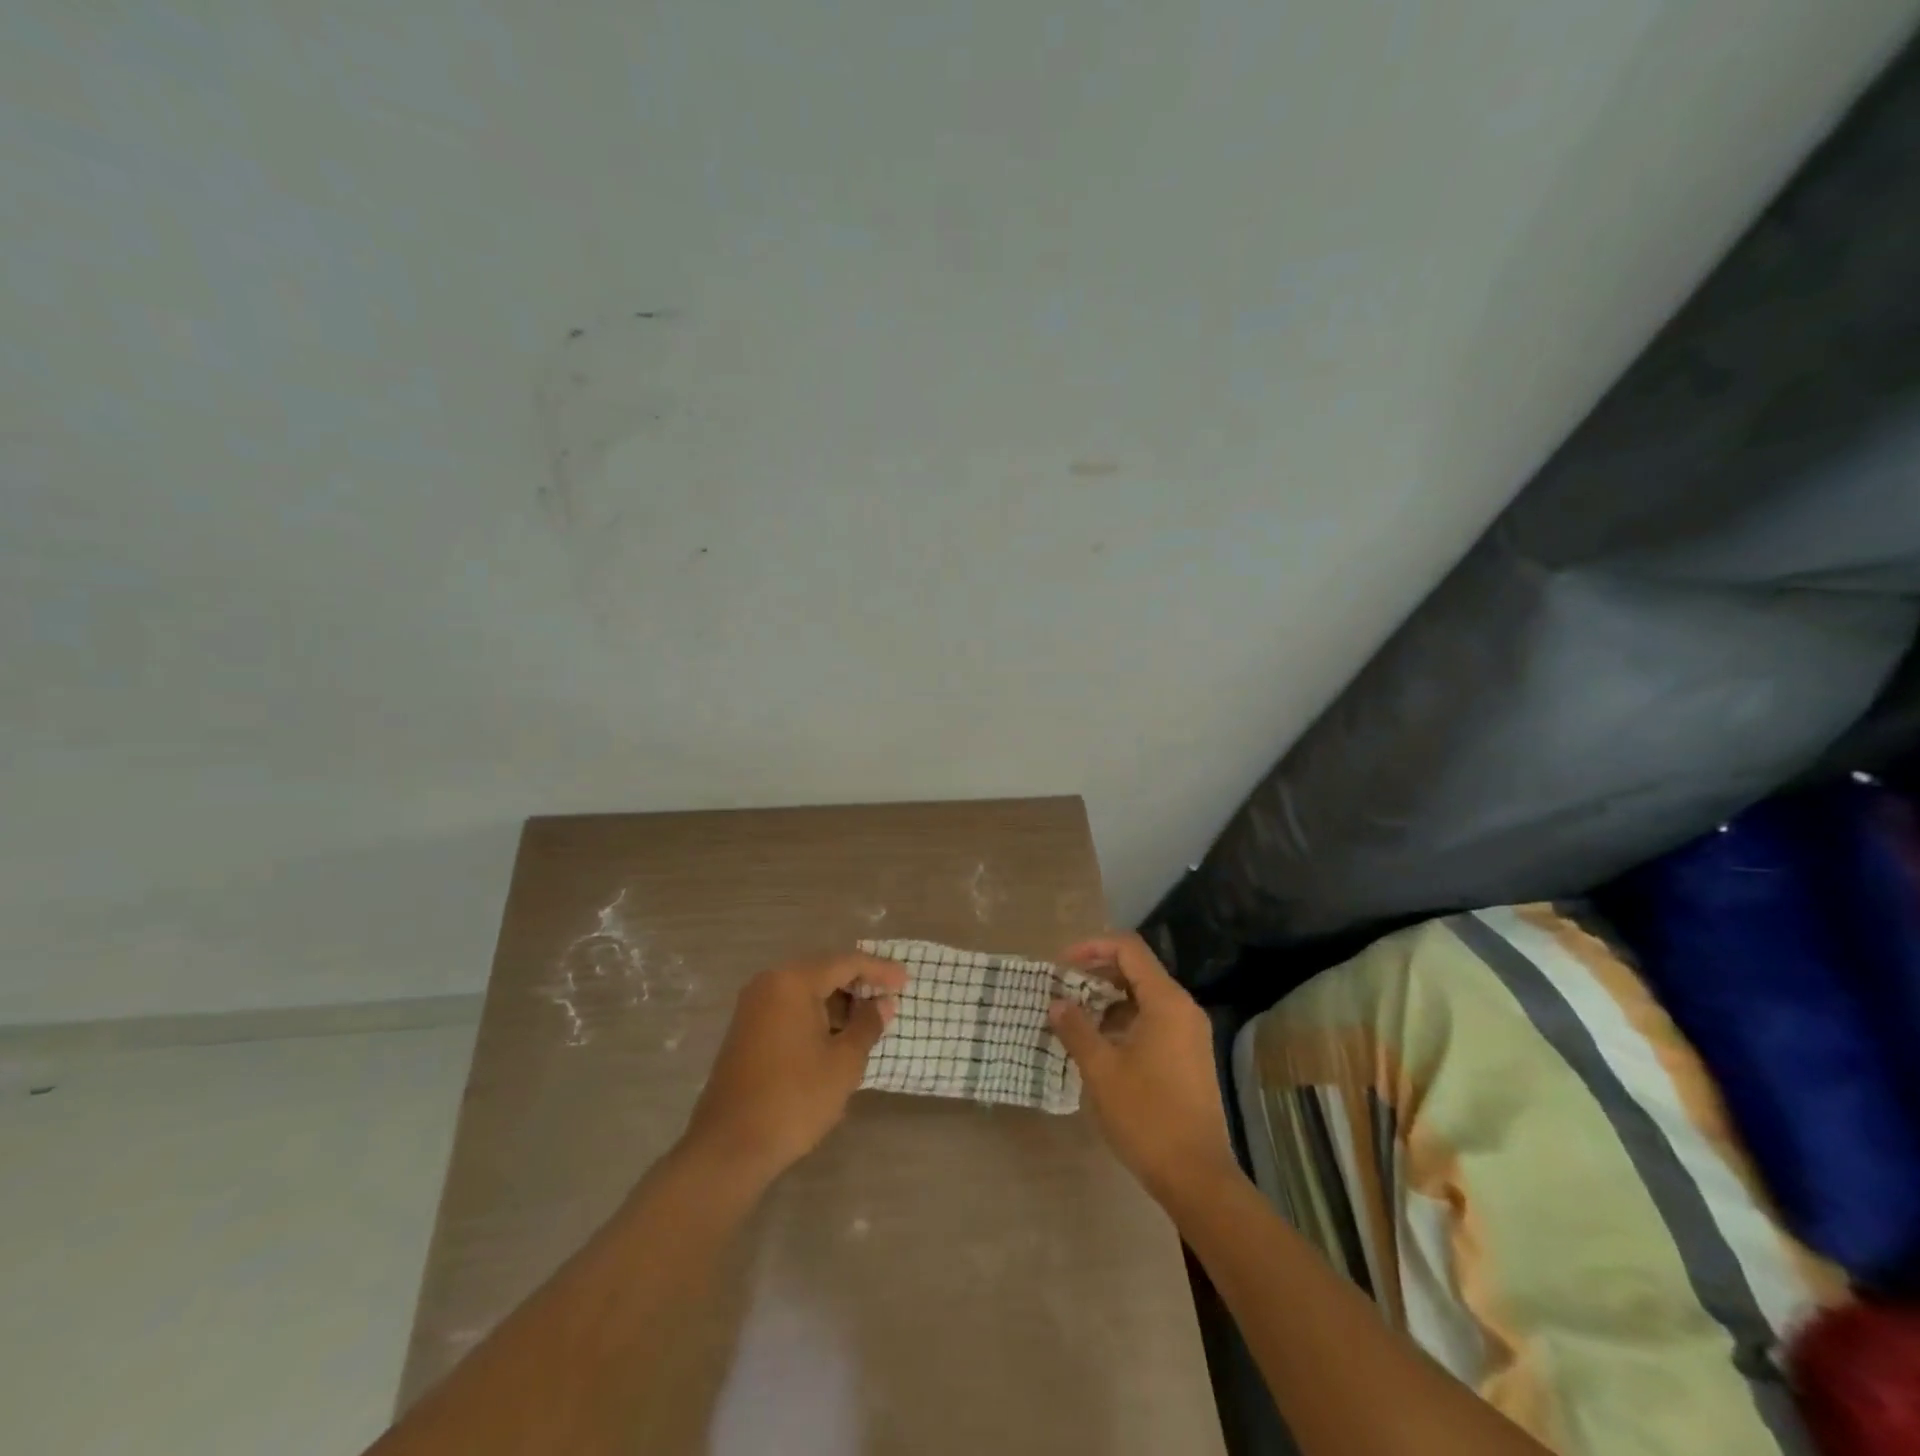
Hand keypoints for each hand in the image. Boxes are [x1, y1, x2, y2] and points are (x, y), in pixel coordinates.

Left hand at [682, 951, 906, 1184]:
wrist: (729, 1147)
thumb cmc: (794, 1099)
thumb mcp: (844, 1063)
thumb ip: (868, 1025)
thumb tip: (882, 1004)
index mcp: (793, 981)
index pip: (846, 962)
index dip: (880, 970)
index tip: (907, 982)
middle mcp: (769, 983)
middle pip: (824, 970)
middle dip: (859, 983)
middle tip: (891, 998)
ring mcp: (754, 1006)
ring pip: (807, 990)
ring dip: (839, 1001)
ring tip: (869, 1020)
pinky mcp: (747, 1029)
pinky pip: (791, 1007)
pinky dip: (817, 1014)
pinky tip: (837, 1034)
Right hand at [1049, 934, 1240, 1204]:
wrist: (1196, 1176)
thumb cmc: (1146, 1116)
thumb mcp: (1101, 1070)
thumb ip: (1076, 1029)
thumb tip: (1057, 1003)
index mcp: (1166, 1001)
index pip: (1128, 949)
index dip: (1092, 947)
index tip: (1061, 965)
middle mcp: (1183, 1008)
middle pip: (1137, 969)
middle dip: (1097, 972)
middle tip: (1062, 988)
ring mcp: (1189, 1033)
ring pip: (1143, 996)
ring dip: (1108, 998)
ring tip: (1074, 1015)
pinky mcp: (1188, 1055)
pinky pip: (1152, 1019)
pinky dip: (1123, 1020)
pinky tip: (1098, 1042)